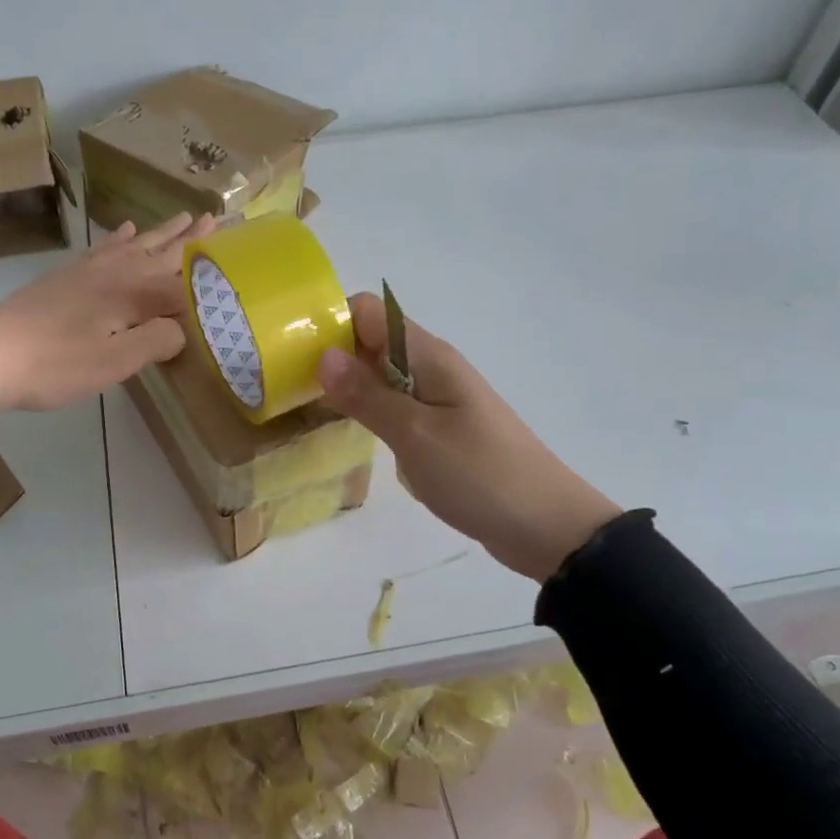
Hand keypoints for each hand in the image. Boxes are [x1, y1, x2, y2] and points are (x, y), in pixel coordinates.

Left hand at [0, 213, 215, 411]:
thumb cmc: (58, 365)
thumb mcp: (115, 363)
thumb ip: (157, 341)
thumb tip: (184, 327)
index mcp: (133, 294)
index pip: (183, 283)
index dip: (210, 276)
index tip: (237, 260)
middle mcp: (116, 272)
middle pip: (162, 253)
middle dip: (191, 240)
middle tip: (218, 219)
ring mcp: (89, 270)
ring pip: (136, 245)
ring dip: (162, 233)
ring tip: (185, 217)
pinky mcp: (68, 276)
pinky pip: (103, 248)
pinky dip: (120, 238)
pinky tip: (126, 229)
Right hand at [317, 293, 620, 581]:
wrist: (546, 526)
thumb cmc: (480, 475)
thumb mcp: (415, 436)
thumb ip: (367, 396)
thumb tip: (323, 355)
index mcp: (429, 357)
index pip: (370, 312)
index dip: (334, 323)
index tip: (298, 356)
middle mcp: (432, 368)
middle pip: (372, 342)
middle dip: (333, 357)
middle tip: (293, 390)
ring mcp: (438, 400)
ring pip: (382, 377)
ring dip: (349, 387)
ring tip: (309, 411)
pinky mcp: (441, 429)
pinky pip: (396, 407)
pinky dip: (371, 413)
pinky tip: (350, 435)